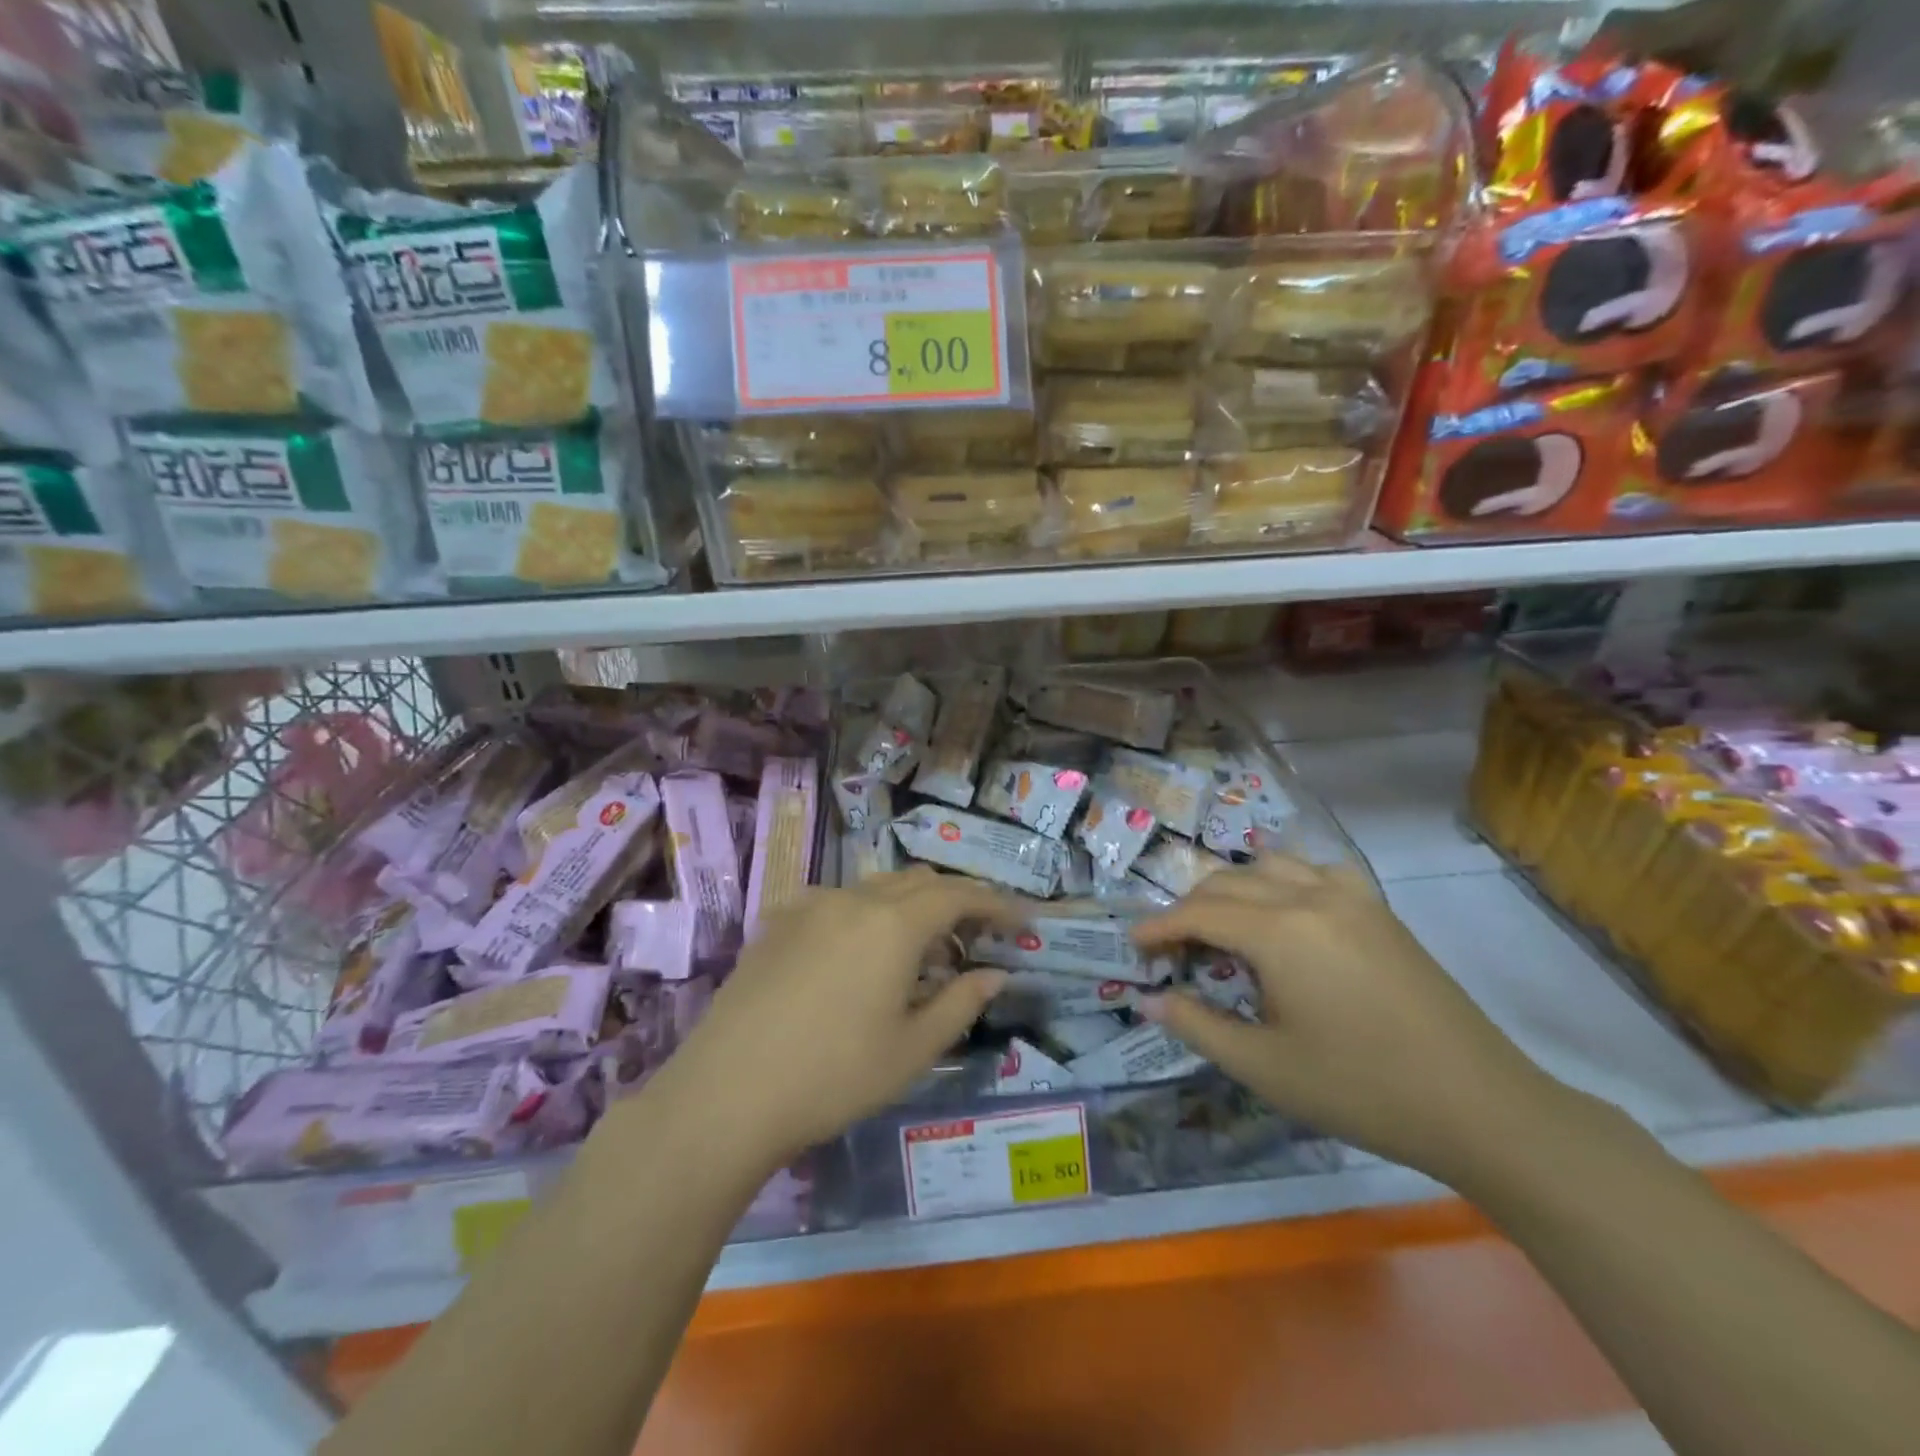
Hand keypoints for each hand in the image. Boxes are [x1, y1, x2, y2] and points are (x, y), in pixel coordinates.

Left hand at [644, 868, 1019, 1172]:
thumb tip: (996, 973)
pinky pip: (838, 902)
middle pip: (919, 882)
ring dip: (910, 907)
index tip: (1021, 918)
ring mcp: (810, 906)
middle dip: (955, 901)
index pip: (959, 895)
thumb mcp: (912, 1049)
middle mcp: (853, 898)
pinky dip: (868, 915)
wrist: (726, 1093)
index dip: (995, 903)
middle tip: (975, 938)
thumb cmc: (833, 1076)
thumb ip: (961, 1003)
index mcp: (893, 923)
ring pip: (876, 888)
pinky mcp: (778, 923)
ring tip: (920, 950)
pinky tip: (860, 955)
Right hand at [1134, 855, 1550, 1181]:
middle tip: (1172, 948)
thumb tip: (1150, 1000)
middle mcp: (1309, 896)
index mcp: (1278, 931)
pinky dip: (1285, 879)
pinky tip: (1286, 909)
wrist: (1479, 1105)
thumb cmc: (1361, 1089)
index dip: (1159, 927)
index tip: (1133, 947)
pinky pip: (1317, 870)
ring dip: (1233, 889)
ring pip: (1270, 866)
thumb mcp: (1264, 1067)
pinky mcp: (1379, 910)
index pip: (1198, 913)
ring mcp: (1351, 897)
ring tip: (1221, 927)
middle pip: (1228, 883)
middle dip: (1190, 909)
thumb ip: (1198, 1025)